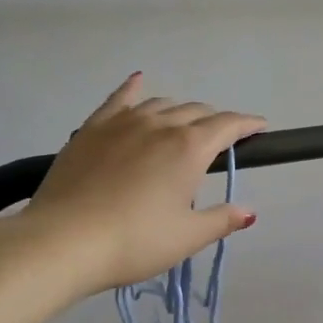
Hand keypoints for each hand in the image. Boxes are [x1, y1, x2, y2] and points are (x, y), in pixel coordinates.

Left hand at [21, 74, 265, 295]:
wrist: (62, 241)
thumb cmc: (134, 242)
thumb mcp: (186, 237)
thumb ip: (221, 220)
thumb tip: (249, 212)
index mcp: (189, 148)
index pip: (228, 125)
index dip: (248, 124)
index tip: (260, 128)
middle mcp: (160, 125)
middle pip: (196, 112)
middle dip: (215, 122)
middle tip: (220, 141)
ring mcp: (123, 122)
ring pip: (161, 104)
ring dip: (180, 112)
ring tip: (183, 127)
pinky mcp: (92, 128)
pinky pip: (119, 99)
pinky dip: (134, 88)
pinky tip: (138, 81)